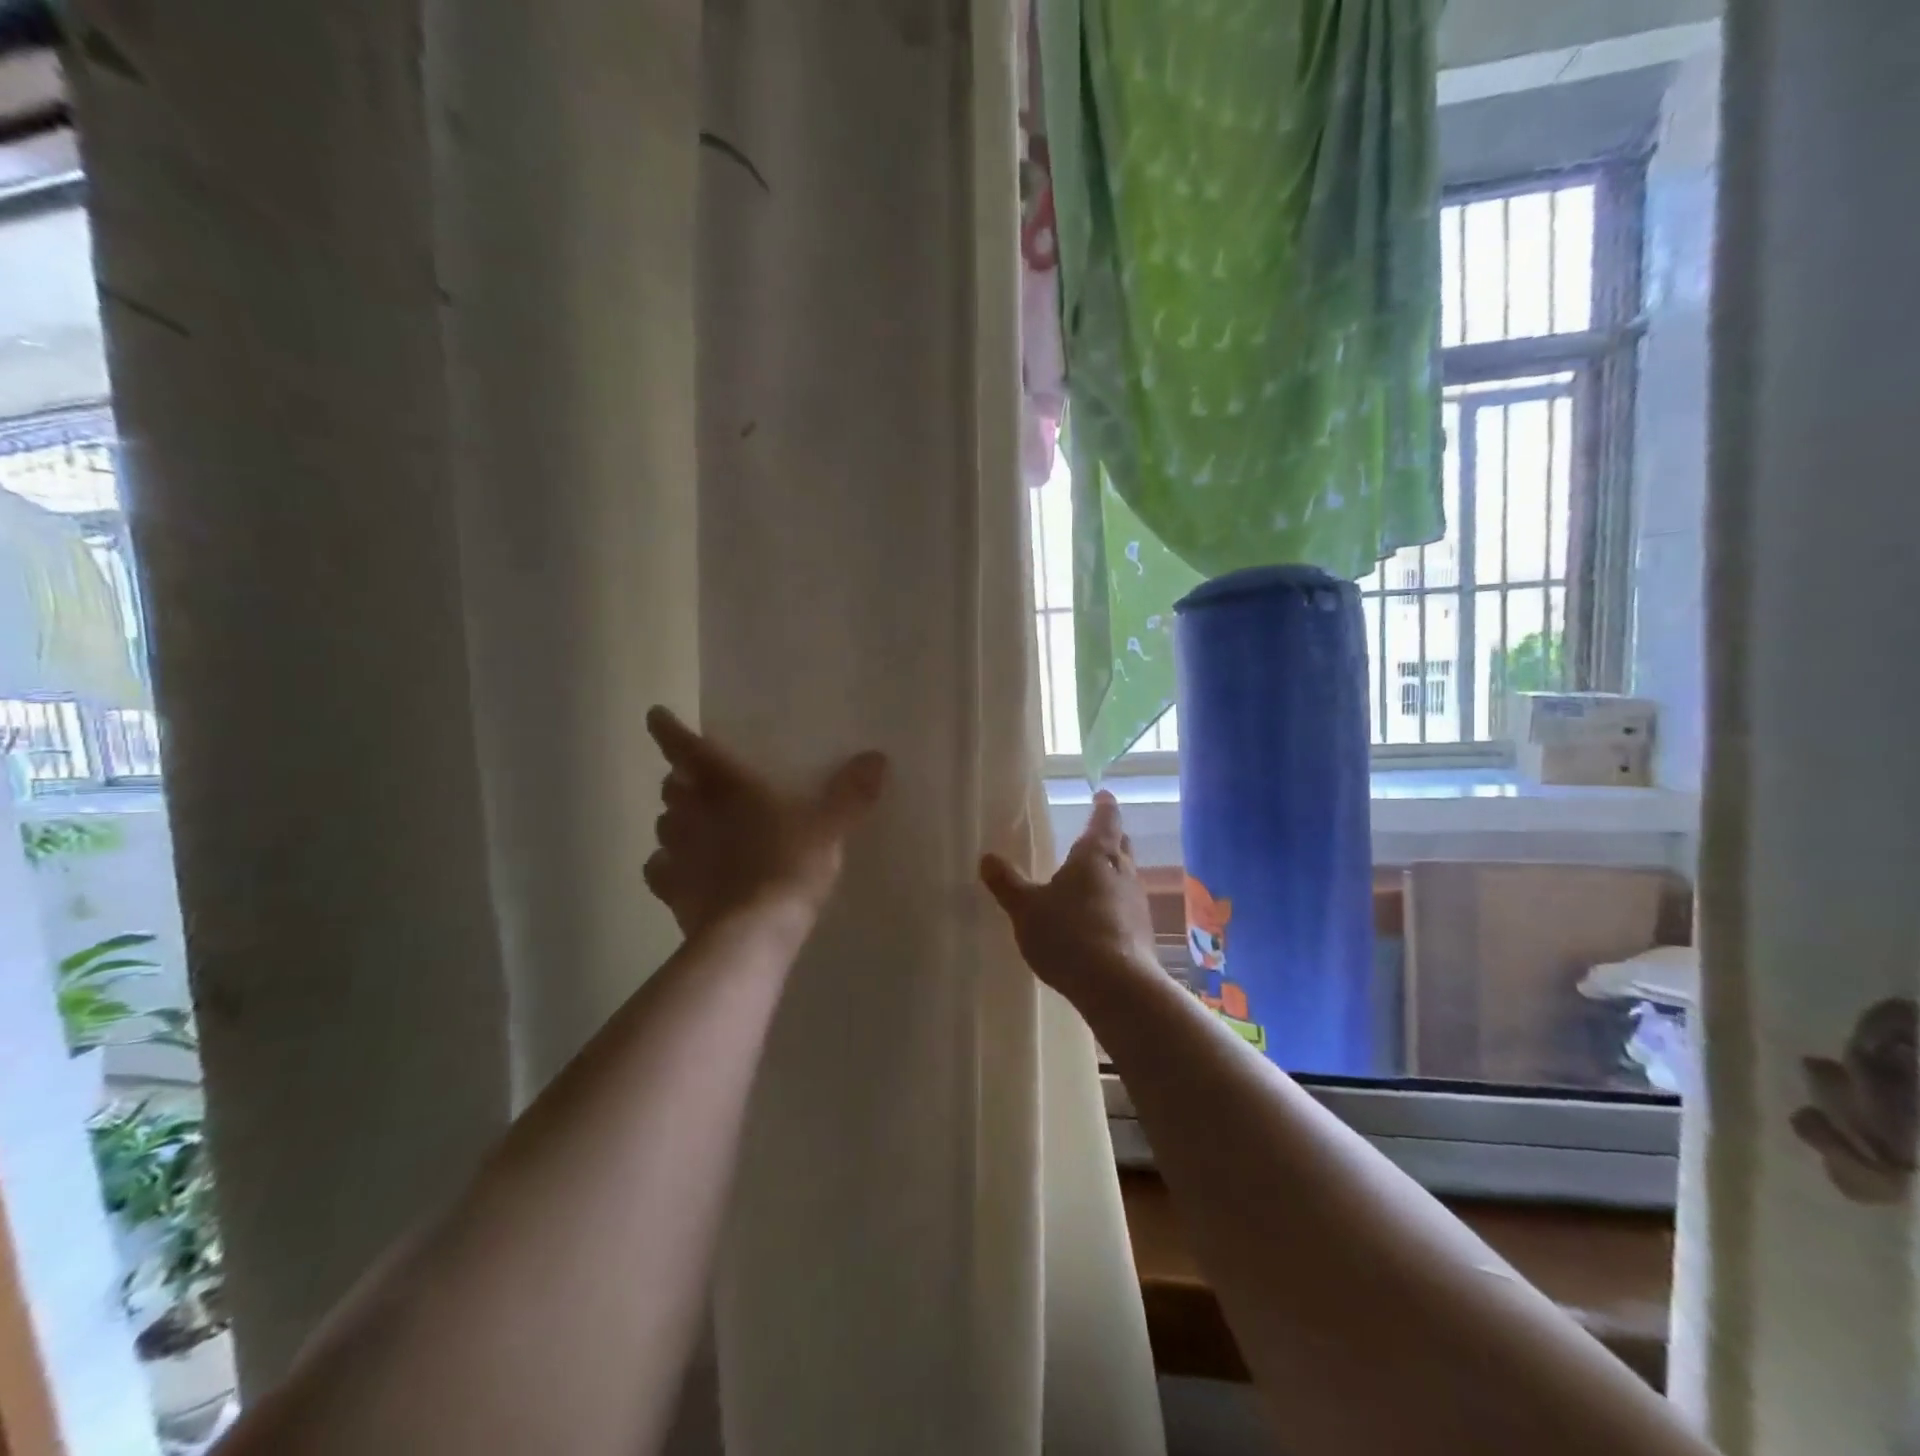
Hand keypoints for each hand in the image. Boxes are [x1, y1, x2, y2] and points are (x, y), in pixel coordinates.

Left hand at [644, 707, 886, 936]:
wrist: (752, 932)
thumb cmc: (789, 866)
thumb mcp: (829, 828)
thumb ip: (850, 793)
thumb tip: (876, 758)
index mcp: (726, 787)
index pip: (686, 749)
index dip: (669, 730)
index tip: (656, 715)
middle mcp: (692, 814)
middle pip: (672, 787)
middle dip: (680, 781)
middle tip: (696, 782)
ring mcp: (677, 854)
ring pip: (663, 826)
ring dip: (675, 820)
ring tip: (693, 824)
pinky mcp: (672, 892)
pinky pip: (659, 871)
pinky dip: (666, 866)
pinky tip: (680, 871)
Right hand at [979, 792, 1158, 1002]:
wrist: (1117, 986)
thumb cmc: (1068, 934)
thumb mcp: (1026, 909)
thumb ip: (1007, 883)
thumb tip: (986, 857)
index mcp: (1095, 855)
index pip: (1105, 819)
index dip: (1103, 806)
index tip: (1102, 795)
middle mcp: (1122, 872)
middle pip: (1121, 845)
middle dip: (1110, 838)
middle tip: (1095, 835)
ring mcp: (1137, 903)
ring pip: (1126, 876)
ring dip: (1112, 873)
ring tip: (1092, 879)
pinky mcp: (1143, 933)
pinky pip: (1127, 906)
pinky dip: (1114, 903)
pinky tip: (1099, 919)